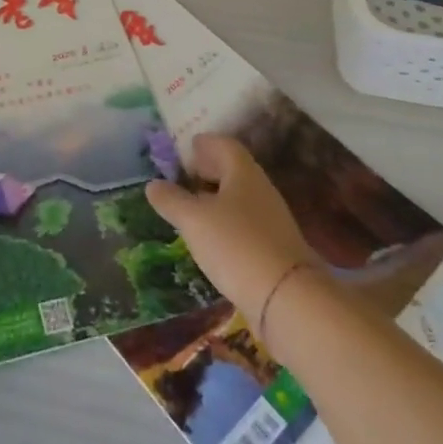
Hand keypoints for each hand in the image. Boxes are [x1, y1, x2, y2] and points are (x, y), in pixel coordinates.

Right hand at [146, 134, 318, 326]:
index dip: (205, 143)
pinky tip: (213, 238)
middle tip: (185, 176)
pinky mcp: (276, 249)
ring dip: (217, 198)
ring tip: (193, 208)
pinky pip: (246, 224)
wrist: (290, 300)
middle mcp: (261, 190)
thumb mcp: (194, 220)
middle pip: (234, 170)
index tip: (187, 148)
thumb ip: (171, 200)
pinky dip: (227, 223)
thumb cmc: (236, 245)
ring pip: (240, 198)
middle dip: (209, 170)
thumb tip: (153, 184)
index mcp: (243, 173)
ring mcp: (272, 221)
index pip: (224, 145)